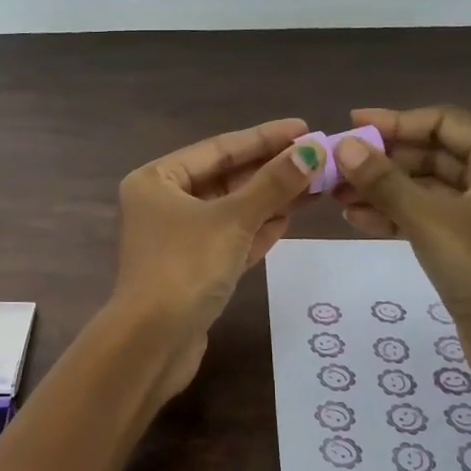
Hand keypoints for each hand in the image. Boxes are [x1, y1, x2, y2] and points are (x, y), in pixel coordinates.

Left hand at [110, 118, 319, 341]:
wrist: (154, 343)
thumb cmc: (186, 267)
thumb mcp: (232, 220)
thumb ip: (273, 185)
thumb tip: (312, 151)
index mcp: (156, 180)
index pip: (218, 148)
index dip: (264, 138)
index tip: (304, 128)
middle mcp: (162, 204)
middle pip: (225, 178)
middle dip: (270, 170)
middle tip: (317, 157)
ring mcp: (177, 239)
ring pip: (230, 211)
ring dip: (269, 199)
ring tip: (314, 184)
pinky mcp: (192, 270)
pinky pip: (229, 239)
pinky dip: (257, 229)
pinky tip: (289, 218)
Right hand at [330, 105, 470, 402]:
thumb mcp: (430, 221)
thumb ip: (384, 181)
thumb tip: (345, 147)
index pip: (444, 123)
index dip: (396, 121)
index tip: (351, 126)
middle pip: (433, 155)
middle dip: (383, 161)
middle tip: (335, 167)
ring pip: (426, 190)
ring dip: (383, 190)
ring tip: (336, 196)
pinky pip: (427, 219)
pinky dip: (395, 217)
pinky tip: (356, 220)